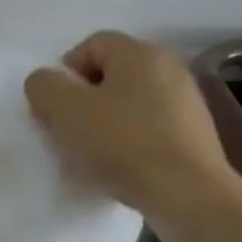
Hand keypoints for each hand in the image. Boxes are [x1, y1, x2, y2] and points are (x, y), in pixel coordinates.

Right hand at [24, 31, 238, 241]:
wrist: (189, 196)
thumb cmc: (122, 143)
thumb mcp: (64, 110)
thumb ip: (43, 85)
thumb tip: (46, 83)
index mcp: (139, 53)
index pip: (90, 45)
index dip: (65, 74)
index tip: (55, 108)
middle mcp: (169, 67)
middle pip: (112, 74)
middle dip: (84, 99)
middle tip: (70, 130)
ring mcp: (188, 102)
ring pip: (131, 102)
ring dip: (108, 122)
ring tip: (95, 154)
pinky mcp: (198, 136)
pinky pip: (152, 127)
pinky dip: (133, 141)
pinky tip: (124, 167)